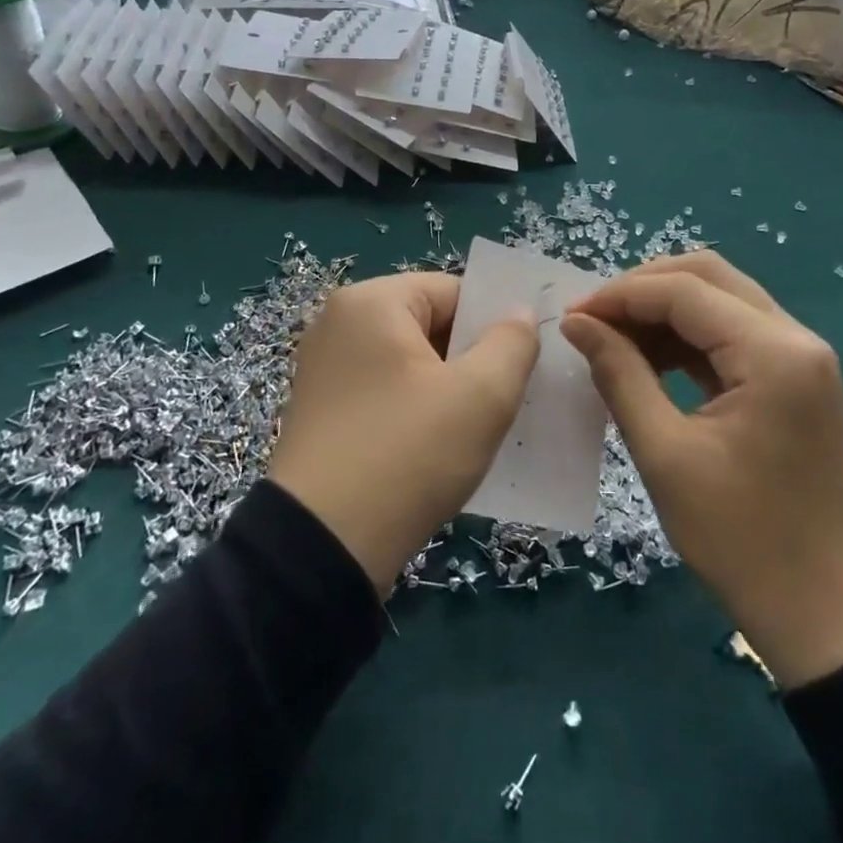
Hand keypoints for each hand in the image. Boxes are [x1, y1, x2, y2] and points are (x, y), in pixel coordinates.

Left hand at [271, 273, 538, 595]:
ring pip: (410, 364)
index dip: (493, 325)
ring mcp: (324, 370)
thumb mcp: (480, 396)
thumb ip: (511, 343)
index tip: (521, 367)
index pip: (453, 292)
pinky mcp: (322, 412)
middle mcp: (339, 324)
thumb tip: (518, 314)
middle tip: (505, 400)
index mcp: (371, 302)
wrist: (321, 550)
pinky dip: (417, 411)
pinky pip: (385, 394)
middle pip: (430, 325)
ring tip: (480, 428)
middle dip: (471, 359)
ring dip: (448, 390)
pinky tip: (441, 449)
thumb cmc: (407, 455)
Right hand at [561, 254, 842, 689]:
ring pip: (722, 298)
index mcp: (774, 354)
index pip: (685, 291)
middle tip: (594, 320)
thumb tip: (577, 322)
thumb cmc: (740, 540)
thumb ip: (619, 374)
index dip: (621, 295)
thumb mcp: (664, 455)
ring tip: (613, 339)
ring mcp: (803, 357)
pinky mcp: (797, 378)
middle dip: (644, 288)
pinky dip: (689, 336)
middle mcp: (796, 338)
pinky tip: (650, 358)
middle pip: (709, 277)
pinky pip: (735, 333)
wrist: (824, 614)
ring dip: (665, 309)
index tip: (572, 316)